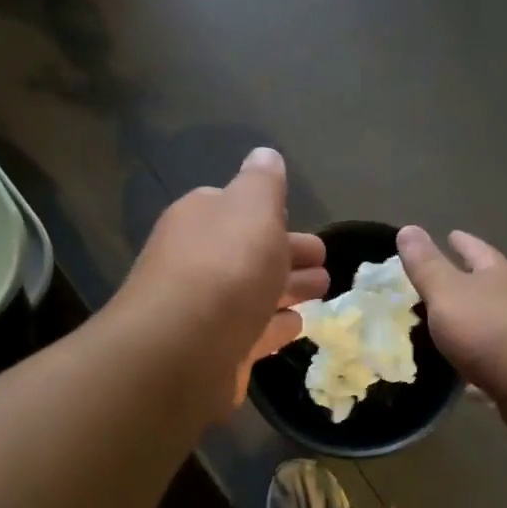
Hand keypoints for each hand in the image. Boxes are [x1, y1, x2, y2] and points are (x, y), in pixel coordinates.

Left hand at [118, 149, 327, 414]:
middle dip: (287, 254)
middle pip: (248, 253)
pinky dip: (274, 326)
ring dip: (288, 289)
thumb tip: (265, 156)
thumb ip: (263, 182)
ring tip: (322, 290)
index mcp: (200, 220)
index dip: (269, 214)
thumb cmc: (225, 268)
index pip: (235, 209)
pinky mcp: (216, 352)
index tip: (299, 221)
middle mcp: (196, 262)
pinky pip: (252, 332)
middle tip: (323, 262)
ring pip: (254, 293)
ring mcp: (204, 311)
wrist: (183, 350)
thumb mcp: (252, 208)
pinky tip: (296, 324)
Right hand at [396, 226, 506, 427]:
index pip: (478, 251)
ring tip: (450, 331)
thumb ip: (426, 265)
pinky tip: (466, 381)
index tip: (451, 234)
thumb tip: (408, 228)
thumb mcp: (447, 292)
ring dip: (475, 326)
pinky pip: (497, 366)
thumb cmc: (489, 328)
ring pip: (495, 326)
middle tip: (446, 282)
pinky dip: (480, 369)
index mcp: (498, 275)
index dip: (462, 243)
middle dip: (471, 282)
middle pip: (492, 286)